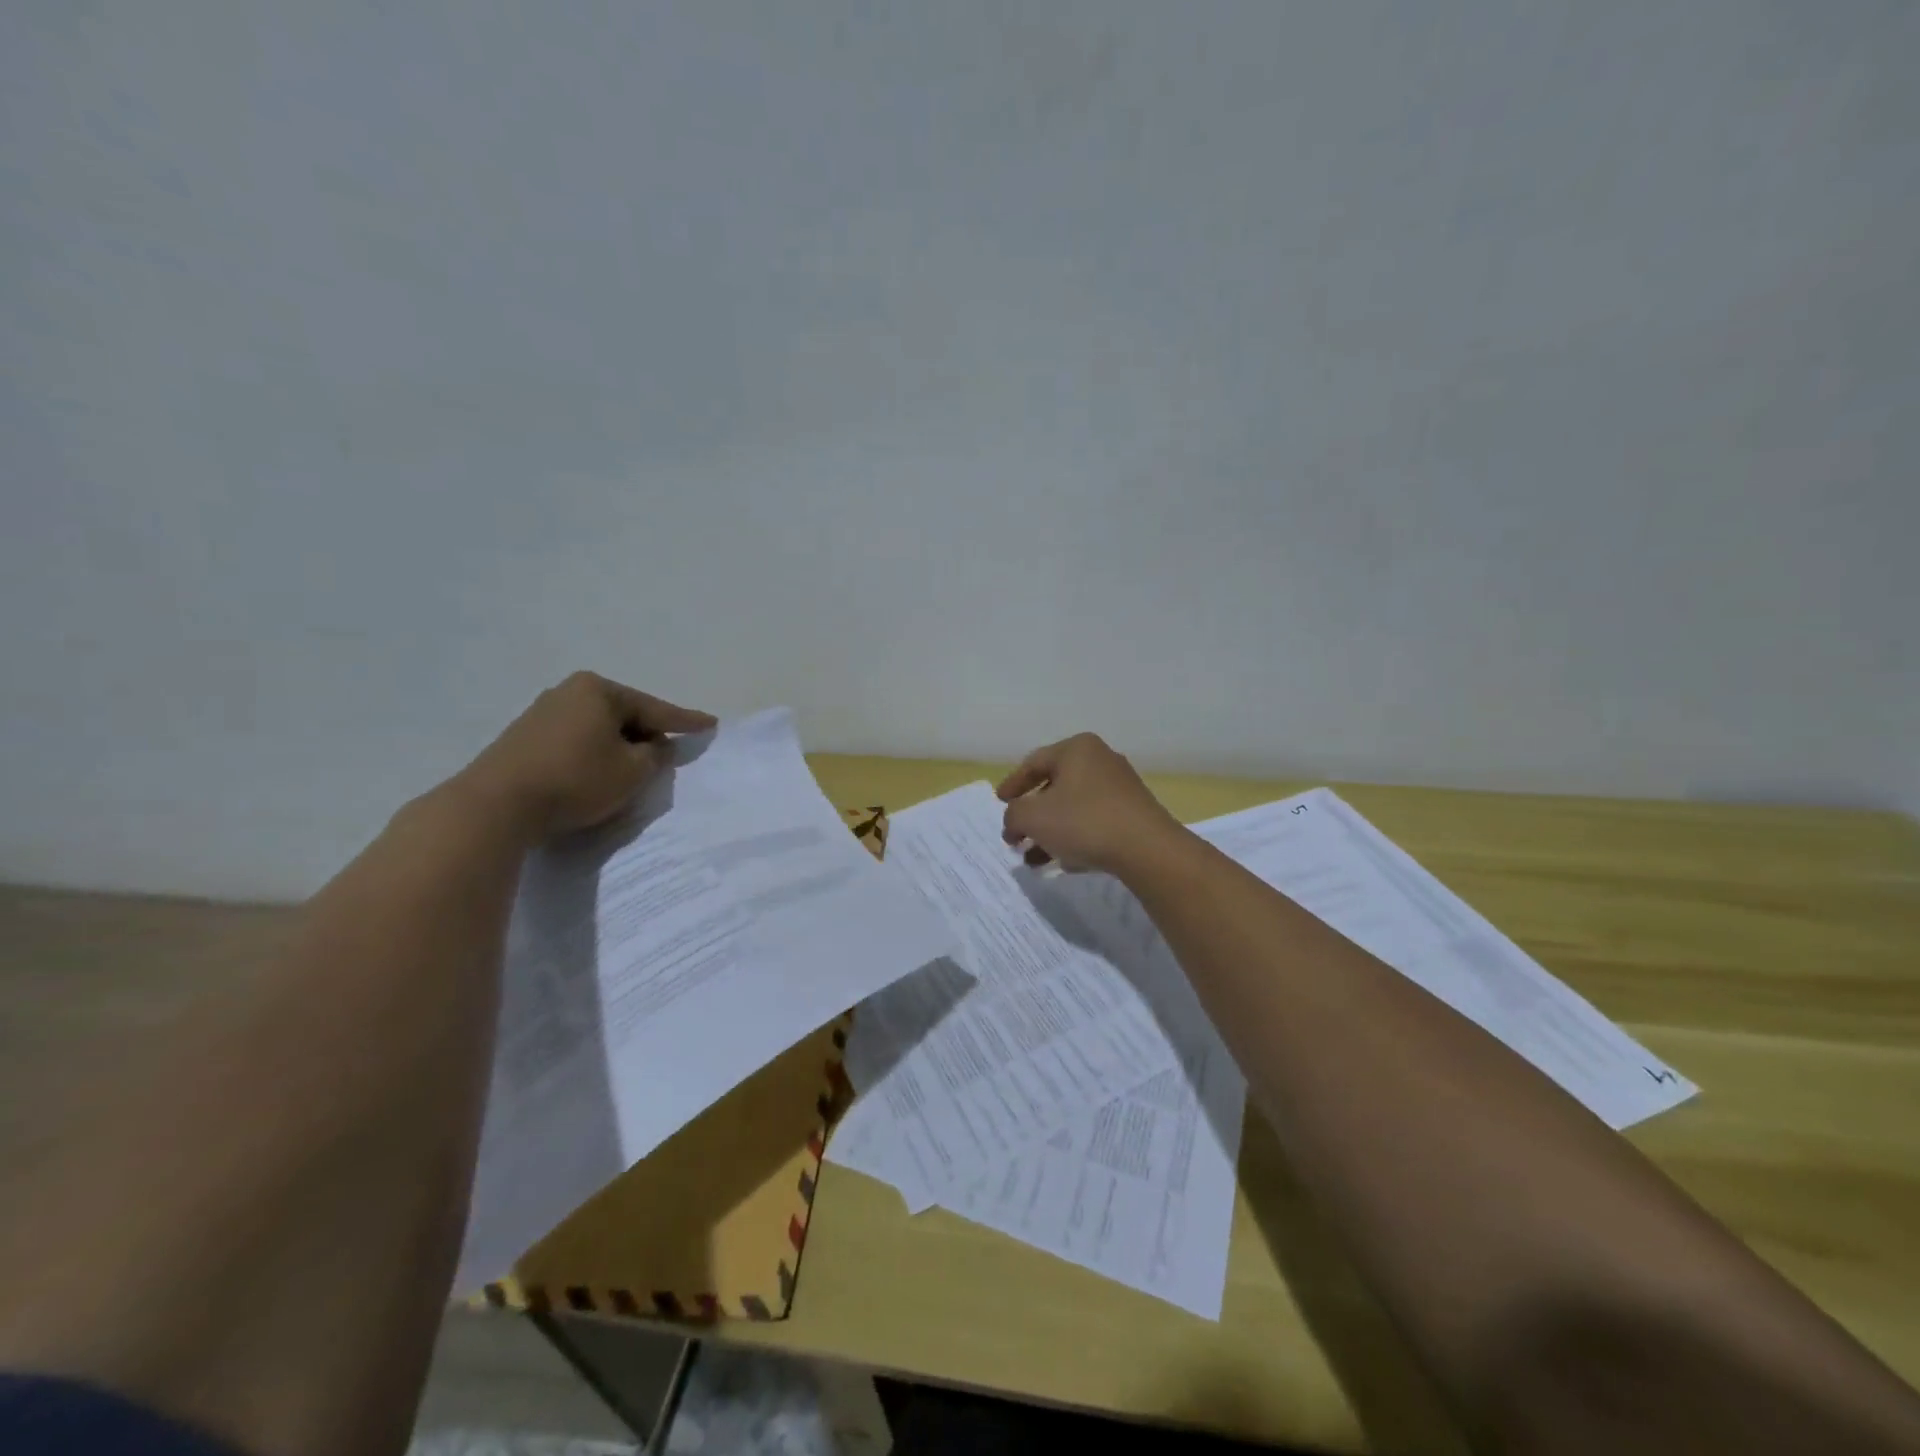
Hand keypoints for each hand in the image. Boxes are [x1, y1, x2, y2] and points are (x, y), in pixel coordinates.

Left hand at [459, 672, 715, 840]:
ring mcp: (541, 714)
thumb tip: (656, 746)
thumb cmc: (576, 779)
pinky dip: (593, 756)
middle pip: (624, 715)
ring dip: (619, 747)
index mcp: (599, 690)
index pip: (655, 708)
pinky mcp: (523, 740)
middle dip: (647, 734)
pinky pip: (575, 742)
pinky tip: (598, 773)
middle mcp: (568, 692)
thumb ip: (656, 755)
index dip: (686, 721)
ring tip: (636, 767)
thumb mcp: (633, 770)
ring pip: (598, 729)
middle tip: (670, 750)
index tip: (711, 723)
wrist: (496, 805)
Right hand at [996, 732, 1186, 874]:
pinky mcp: (1133, 813)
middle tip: (1016, 837)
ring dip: (1050, 833)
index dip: (1012, 784)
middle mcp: (1100, 760)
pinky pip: (1094, 822)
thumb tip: (1014, 822)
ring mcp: (1120, 787)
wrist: (1147, 849)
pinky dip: (1074, 838)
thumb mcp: (1033, 817)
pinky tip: (1063, 863)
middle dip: (1031, 816)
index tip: (999, 803)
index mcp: (1076, 749)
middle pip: (1054, 786)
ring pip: (1073, 808)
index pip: (1034, 763)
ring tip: (1033, 860)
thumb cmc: (1083, 822)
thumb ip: (1014, 815)